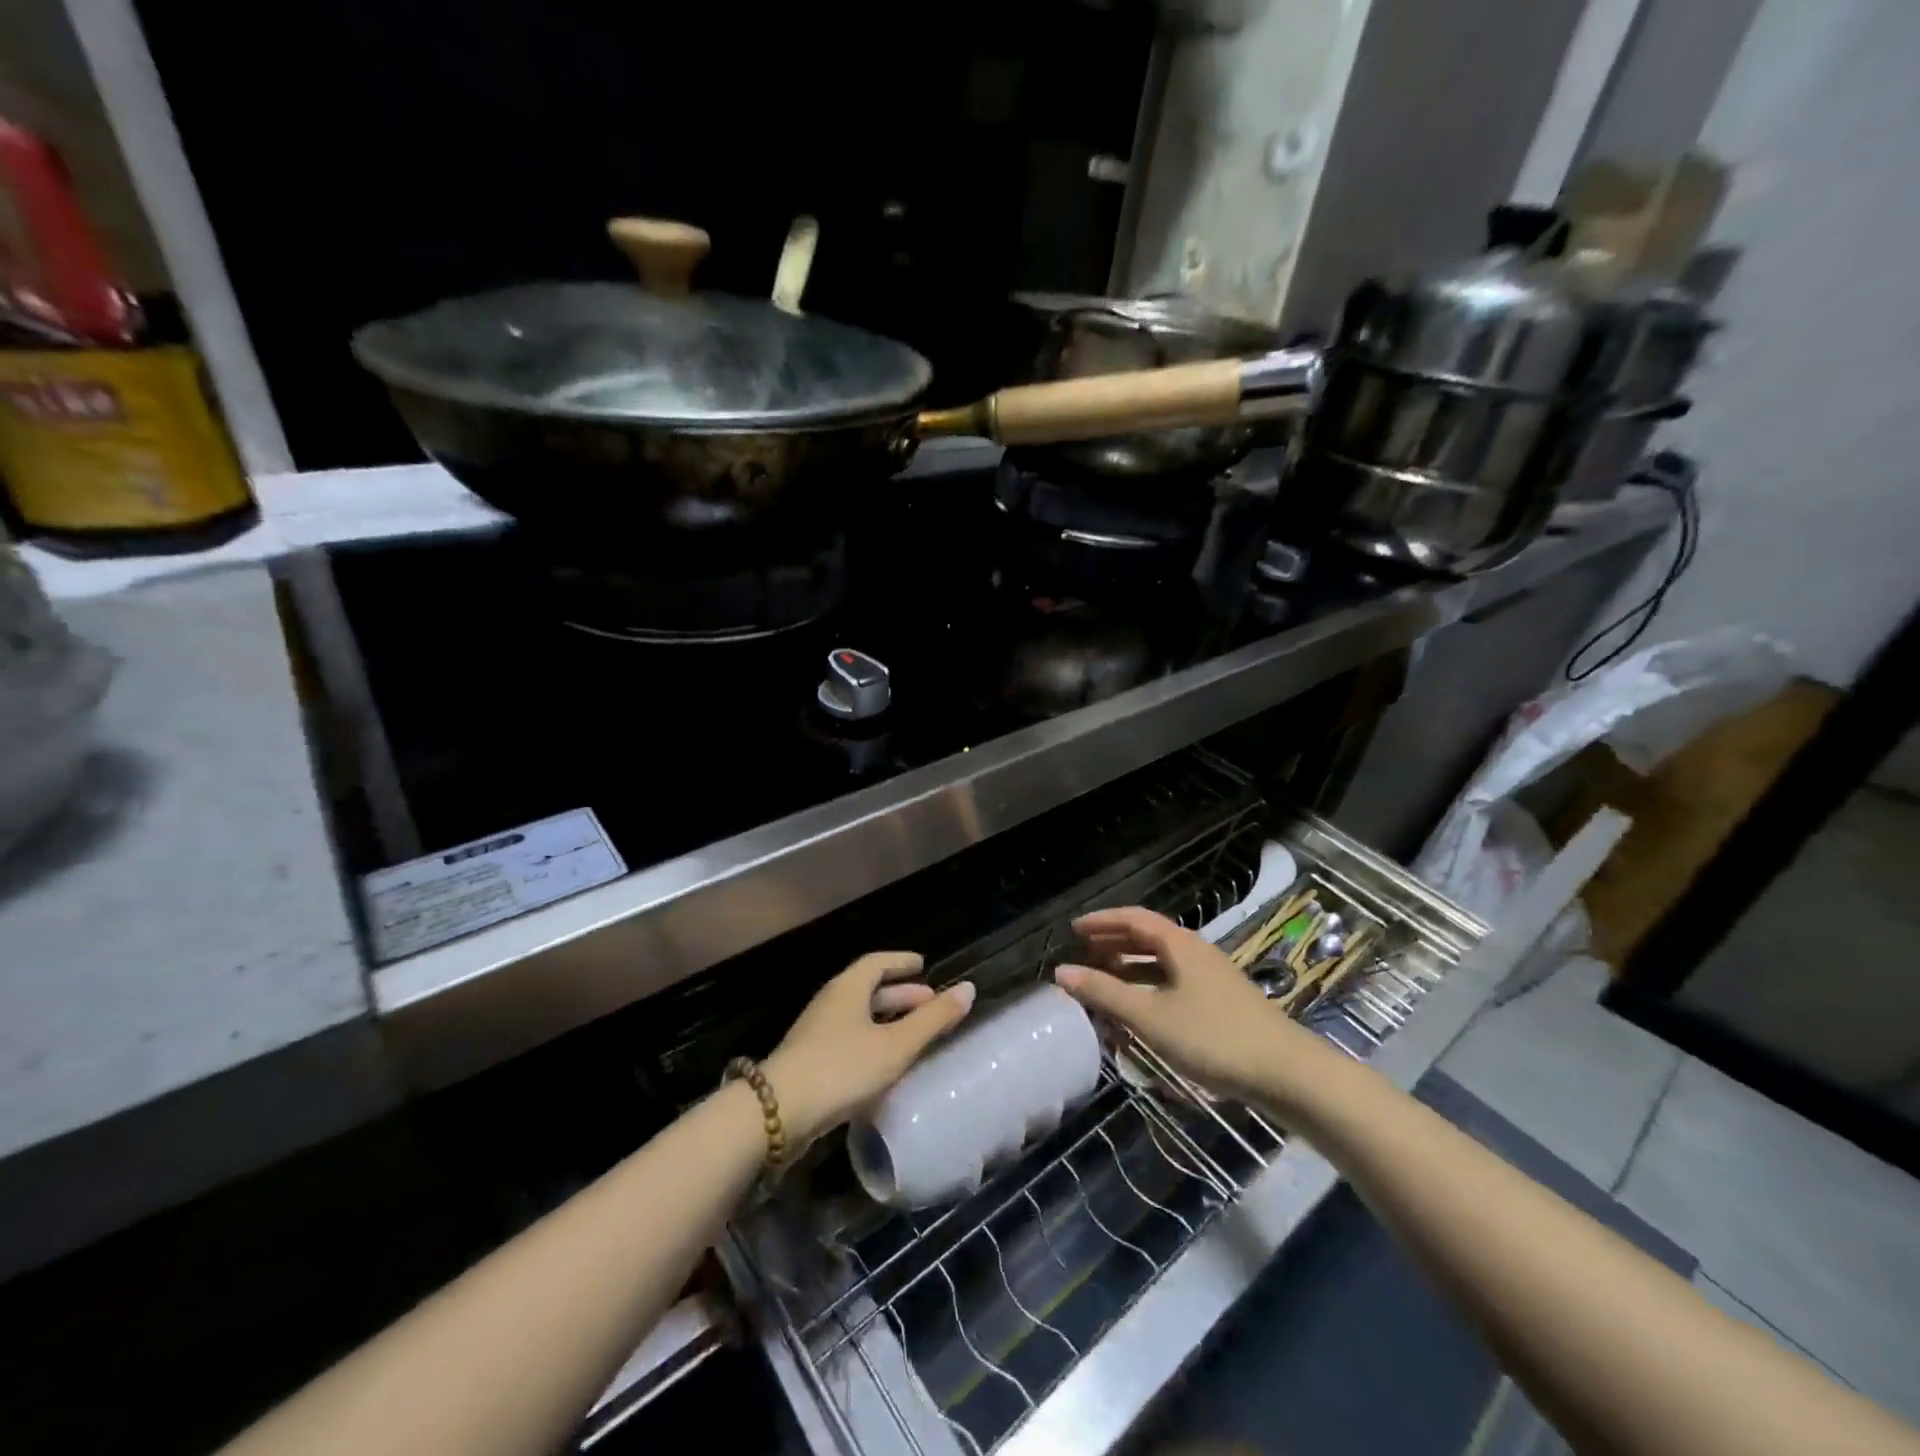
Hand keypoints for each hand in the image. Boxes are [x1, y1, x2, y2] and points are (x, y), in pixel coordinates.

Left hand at [763, 952, 975, 1146]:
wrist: (778, 1113)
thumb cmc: (843, 1067)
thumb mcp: (896, 1045)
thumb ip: (933, 1019)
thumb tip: (969, 988)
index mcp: (848, 988)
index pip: (877, 962)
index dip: (901, 962)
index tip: (922, 964)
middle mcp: (830, 1003)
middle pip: (868, 989)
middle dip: (900, 994)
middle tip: (929, 1002)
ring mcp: (816, 1033)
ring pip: (858, 1016)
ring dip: (886, 1020)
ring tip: (913, 1034)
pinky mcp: (809, 1062)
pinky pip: (848, 1039)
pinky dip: (872, 1041)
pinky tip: (885, 1064)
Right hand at [1056, 906, 1322, 1105]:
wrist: (1287, 1073)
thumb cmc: (1213, 1038)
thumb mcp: (1151, 1017)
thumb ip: (1105, 993)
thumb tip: (1061, 972)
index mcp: (1180, 945)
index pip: (1134, 918)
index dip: (1103, 921)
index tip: (1074, 930)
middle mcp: (1196, 952)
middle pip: (1149, 937)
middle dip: (1115, 942)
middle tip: (1085, 953)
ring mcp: (1212, 978)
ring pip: (1163, 962)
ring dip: (1131, 966)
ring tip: (1105, 979)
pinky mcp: (1222, 1003)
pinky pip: (1174, 982)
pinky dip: (1149, 987)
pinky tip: (1141, 1010)